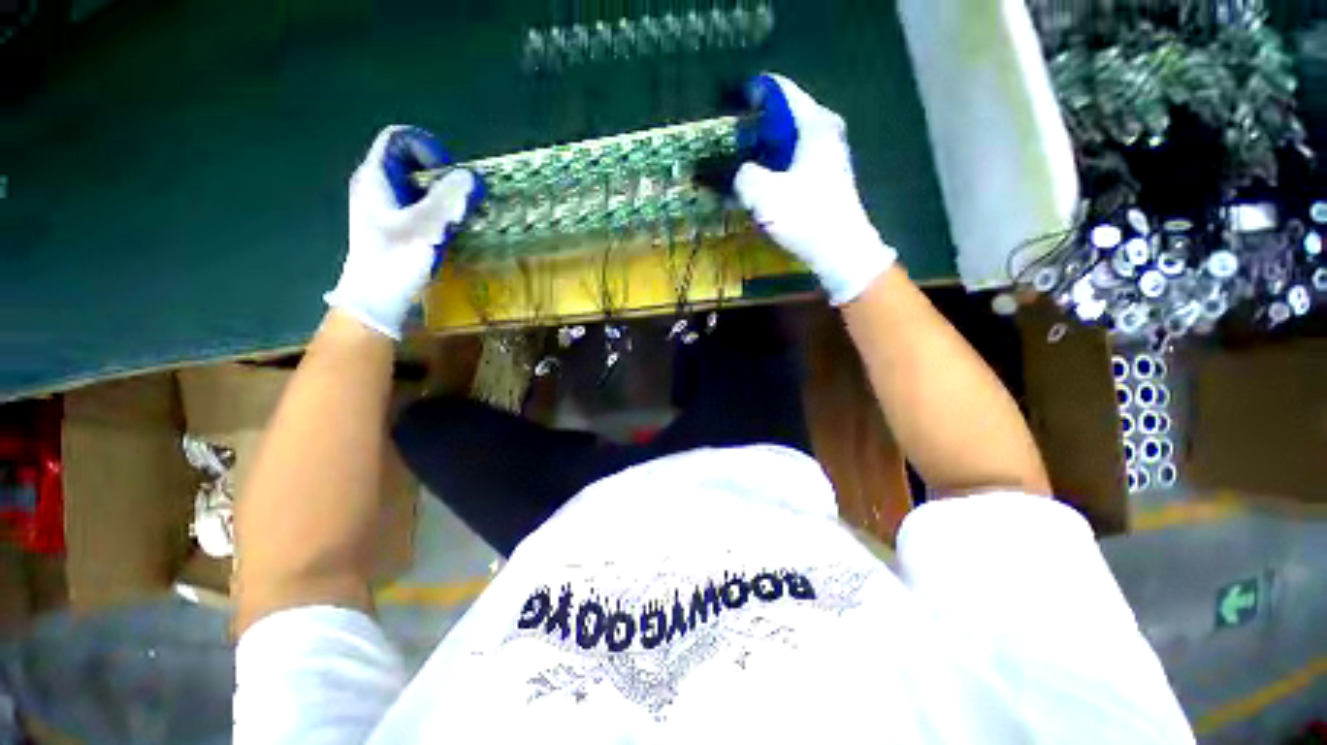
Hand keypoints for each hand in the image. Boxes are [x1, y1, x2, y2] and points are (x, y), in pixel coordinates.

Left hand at [324, 126, 480, 339]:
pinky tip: (450, 229)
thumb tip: (472, 176)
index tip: (449, 174)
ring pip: (417, 185)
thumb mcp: (425, 227)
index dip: (427, 147)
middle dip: (442, 174)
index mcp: (375, 177)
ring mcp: (385, 206)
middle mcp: (377, 185)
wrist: (376, 299)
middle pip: (411, 161)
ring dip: (444, 195)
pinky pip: (419, 205)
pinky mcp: (394, 225)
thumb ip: (449, 199)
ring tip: (461, 215)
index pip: (399, 138)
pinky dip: (438, 210)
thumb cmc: (396, 260)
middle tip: (461, 197)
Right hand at [735, 74, 897, 305]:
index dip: (749, 93)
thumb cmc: (805, 216)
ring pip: (786, 142)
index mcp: (814, 123)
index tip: (725, 106)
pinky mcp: (823, 177)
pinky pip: (791, 161)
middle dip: (752, 127)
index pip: (778, 90)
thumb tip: (739, 172)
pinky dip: (772, 167)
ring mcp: (826, 155)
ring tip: (735, 164)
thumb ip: (743, 175)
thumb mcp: (763, 194)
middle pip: (781, 117)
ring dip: (760, 151)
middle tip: (726, 142)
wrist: (840, 250)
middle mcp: (823, 131)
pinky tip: (756, 184)